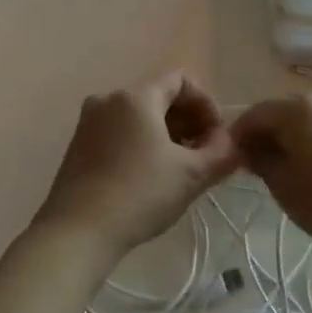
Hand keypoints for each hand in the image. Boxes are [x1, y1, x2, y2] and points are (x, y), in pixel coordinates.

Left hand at [35, 73, 241, 254]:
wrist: (77, 232)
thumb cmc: (139, 194)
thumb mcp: (190, 175)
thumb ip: (220, 153)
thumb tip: (234, 142)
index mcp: (136, 96)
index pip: (180, 80)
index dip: (206, 104)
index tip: (217, 137)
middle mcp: (109, 98)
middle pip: (158, 96)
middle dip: (187, 120)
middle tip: (203, 155)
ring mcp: (89, 120)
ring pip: (138, 115)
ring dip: (165, 133)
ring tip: (179, 168)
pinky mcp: (78, 144)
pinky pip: (119, 130)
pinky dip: (140, 142)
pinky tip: (149, 175)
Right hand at [232, 92, 311, 250]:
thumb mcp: (283, 186)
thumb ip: (261, 162)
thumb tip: (251, 148)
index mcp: (296, 108)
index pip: (255, 113)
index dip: (239, 134)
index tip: (232, 158)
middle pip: (284, 113)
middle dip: (269, 135)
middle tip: (260, 165)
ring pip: (310, 120)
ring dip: (296, 139)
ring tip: (292, 169)